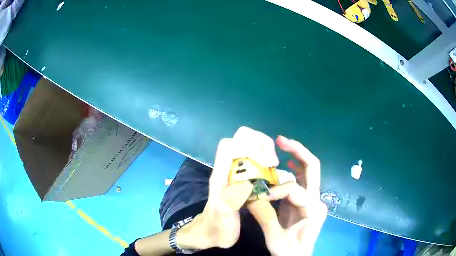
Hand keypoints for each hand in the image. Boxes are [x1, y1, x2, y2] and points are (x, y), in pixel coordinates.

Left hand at [179, 127, 279, 249]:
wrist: (210, 234)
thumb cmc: (216, 228)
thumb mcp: (223, 218)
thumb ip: (230, 201)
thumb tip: (247, 182)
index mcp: (220, 176)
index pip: (230, 145)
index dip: (250, 146)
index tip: (267, 164)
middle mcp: (226, 169)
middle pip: (240, 138)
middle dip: (260, 143)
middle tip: (273, 163)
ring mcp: (234, 172)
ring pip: (248, 145)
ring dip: (264, 149)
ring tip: (273, 167)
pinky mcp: (241, 178)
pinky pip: (253, 159)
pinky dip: (264, 159)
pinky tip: (271, 173)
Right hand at [247, 136, 327, 255]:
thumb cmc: (290, 252)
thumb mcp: (276, 239)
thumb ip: (265, 218)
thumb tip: (251, 197)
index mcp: (314, 209)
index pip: (294, 190)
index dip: (275, 190)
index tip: (259, 196)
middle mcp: (317, 200)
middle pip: (313, 168)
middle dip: (298, 151)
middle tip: (281, 140)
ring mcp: (313, 199)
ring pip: (308, 171)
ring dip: (296, 156)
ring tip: (281, 145)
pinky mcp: (305, 201)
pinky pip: (302, 180)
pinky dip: (295, 168)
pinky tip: (287, 162)